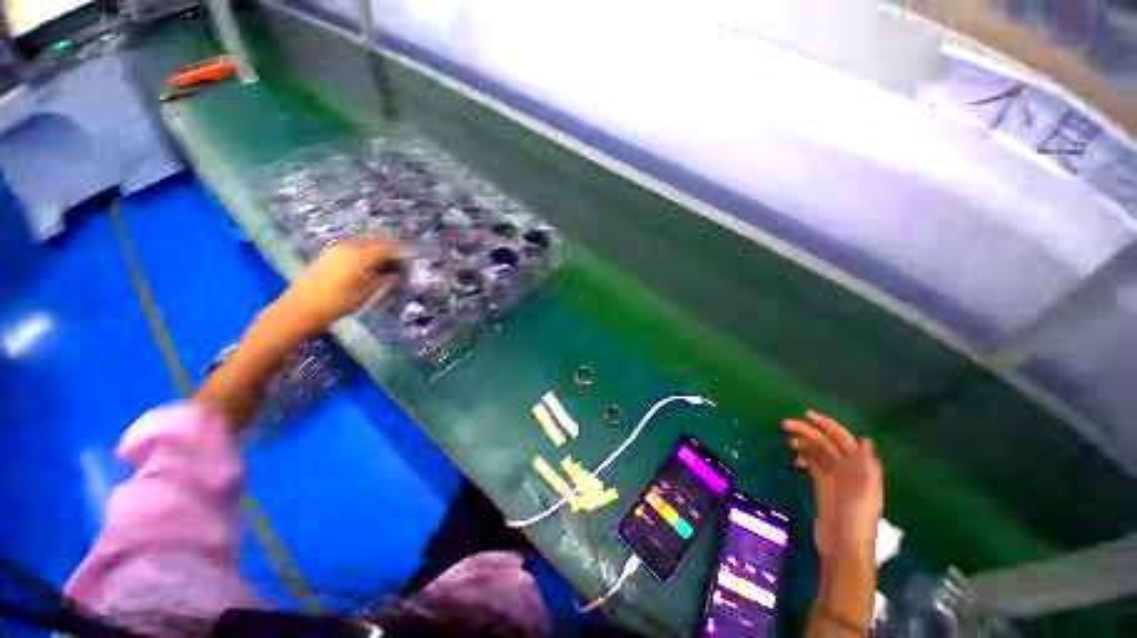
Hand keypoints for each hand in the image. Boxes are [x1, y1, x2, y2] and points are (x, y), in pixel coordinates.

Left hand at [274, 237, 404, 334]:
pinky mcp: (327, 254)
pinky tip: (365, 265)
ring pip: (362, 243)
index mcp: (360, 257)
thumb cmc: (336, 304)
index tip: (409, 258)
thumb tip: (395, 273)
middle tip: (398, 260)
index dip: (400, 252)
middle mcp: (349, 248)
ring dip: (375, 250)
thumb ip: (382, 281)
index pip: (387, 248)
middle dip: (388, 248)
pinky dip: (363, 253)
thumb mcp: (365, 296)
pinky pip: (352, 248)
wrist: (299, 308)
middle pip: (374, 242)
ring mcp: (336, 249)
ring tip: (384, 263)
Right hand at [784, 411, 882, 561]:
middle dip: (808, 432)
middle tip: (785, 425)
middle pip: (826, 443)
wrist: (844, 547)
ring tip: (789, 441)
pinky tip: (794, 458)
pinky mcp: (822, 486)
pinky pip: (811, 465)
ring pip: (817, 452)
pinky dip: (803, 458)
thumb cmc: (856, 519)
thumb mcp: (866, 493)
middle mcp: (846, 469)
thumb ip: (867, 467)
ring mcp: (833, 478)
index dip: (828, 425)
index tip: (807, 415)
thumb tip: (866, 439)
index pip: (843, 440)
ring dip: (804, 443)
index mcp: (859, 469)